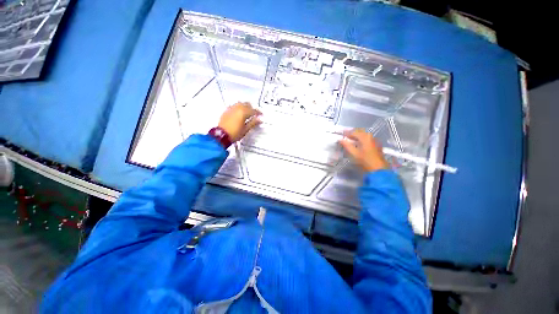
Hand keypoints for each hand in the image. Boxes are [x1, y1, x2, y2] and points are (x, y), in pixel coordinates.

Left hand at [218, 102, 261, 141]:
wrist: (221, 135)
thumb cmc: (235, 133)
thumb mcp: (246, 129)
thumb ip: (253, 123)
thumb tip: (260, 119)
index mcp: (243, 112)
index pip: (253, 110)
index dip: (258, 113)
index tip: (261, 115)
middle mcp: (237, 108)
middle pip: (247, 104)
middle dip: (252, 108)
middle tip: (255, 114)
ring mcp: (231, 108)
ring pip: (240, 103)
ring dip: (245, 106)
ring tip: (247, 113)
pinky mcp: (226, 110)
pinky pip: (234, 106)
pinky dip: (239, 107)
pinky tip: (239, 113)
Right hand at [339, 129, 389, 171]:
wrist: (378, 169)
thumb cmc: (364, 161)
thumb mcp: (353, 153)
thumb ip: (346, 145)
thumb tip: (340, 140)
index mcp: (365, 137)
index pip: (353, 132)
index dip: (346, 133)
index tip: (341, 135)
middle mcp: (370, 137)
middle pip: (360, 132)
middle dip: (352, 133)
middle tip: (345, 136)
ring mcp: (374, 141)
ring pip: (364, 135)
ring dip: (357, 136)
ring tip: (351, 140)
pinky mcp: (376, 145)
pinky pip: (367, 139)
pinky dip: (361, 140)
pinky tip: (358, 144)